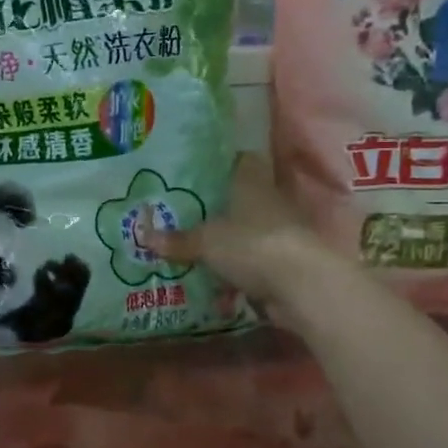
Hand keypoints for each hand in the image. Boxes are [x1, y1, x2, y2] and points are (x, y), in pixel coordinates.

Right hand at [139, 153, 339, 322]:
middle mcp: (270, 203)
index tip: (198, 172)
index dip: (222, 164)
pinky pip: (254, 264)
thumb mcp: (206, 242)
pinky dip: (238, 273)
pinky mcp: (286, 264)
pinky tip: (214, 284)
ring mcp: (281, 234)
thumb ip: (178, 240)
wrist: (303, 286)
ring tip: (194, 250)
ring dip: (228, 243)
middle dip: (218, 208)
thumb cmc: (252, 244)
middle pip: (242, 199)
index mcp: (252, 184)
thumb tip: (144, 236)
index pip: (242, 161)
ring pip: (248, 232)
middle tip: (184, 215)